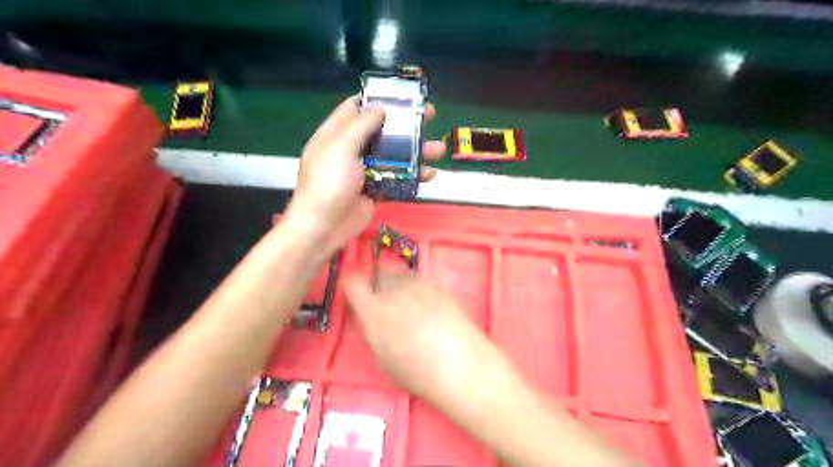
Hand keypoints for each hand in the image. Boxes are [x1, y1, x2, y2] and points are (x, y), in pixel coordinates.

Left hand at [285, 96, 445, 254]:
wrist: (324, 227)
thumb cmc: (328, 183)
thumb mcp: (341, 148)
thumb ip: (360, 127)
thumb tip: (379, 107)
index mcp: (336, 134)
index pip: (355, 109)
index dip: (377, 99)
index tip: (401, 94)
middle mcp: (351, 150)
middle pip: (382, 130)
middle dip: (405, 123)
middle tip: (430, 115)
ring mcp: (365, 171)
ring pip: (394, 156)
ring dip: (416, 152)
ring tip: (438, 149)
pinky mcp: (376, 190)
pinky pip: (397, 179)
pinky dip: (413, 176)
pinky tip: (430, 175)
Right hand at [342, 269, 495, 402]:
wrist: (460, 364)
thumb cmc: (417, 373)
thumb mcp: (384, 357)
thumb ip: (374, 332)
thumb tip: (373, 321)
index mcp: (374, 312)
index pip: (352, 283)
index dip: (351, 286)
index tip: (355, 295)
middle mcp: (394, 292)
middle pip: (377, 271)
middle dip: (376, 281)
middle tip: (381, 299)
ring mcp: (418, 285)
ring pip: (399, 274)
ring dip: (397, 284)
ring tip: (407, 304)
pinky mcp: (438, 286)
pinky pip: (420, 282)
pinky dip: (418, 290)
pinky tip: (428, 309)